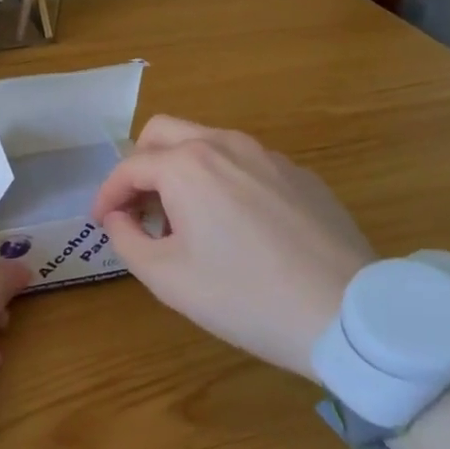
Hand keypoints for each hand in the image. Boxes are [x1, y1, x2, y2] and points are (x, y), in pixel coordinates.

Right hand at [90, 116, 373, 379]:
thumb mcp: (167, 278)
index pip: (128, 167)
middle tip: (137, 207)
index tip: (101, 222)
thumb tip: (118, 217)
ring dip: (180, 171)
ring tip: (185, 221)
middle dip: (139, 165)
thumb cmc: (245, 297)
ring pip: (206, 143)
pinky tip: (236, 227)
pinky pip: (245, 163)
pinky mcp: (301, 175)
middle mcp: (225, 145)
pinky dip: (222, 181)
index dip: (106, 195)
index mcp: (187, 166)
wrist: (348, 315)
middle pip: (163, 133)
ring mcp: (268, 156)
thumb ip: (125, 239)